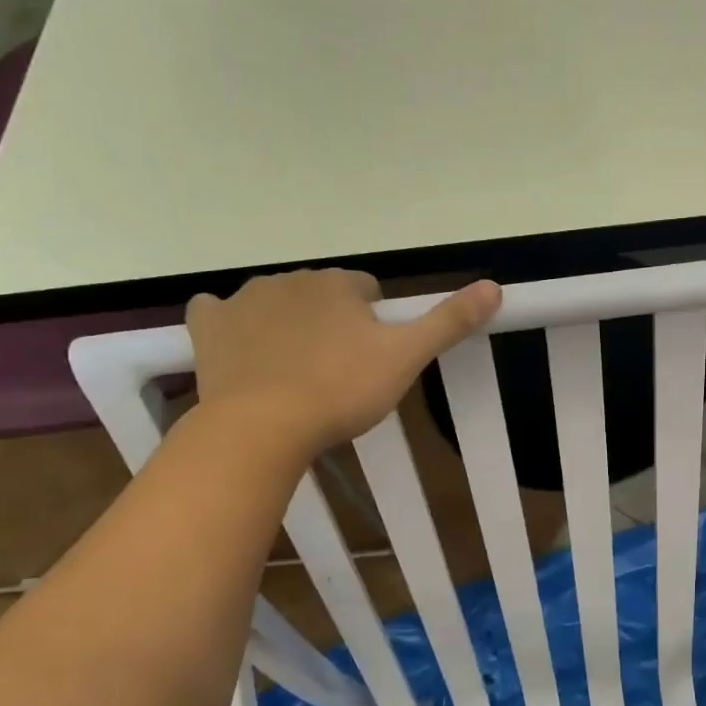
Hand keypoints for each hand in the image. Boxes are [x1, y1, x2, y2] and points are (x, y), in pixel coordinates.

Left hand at [185, 271, 500, 455]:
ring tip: (296, 374)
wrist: (262, 426)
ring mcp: (244, 300)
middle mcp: (291, 279)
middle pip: (322, 295)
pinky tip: (243, 351)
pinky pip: (220, 313)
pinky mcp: (209, 326)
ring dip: (289, 326)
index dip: (375, 323)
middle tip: (339, 373)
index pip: (366, 289)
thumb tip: (495, 286)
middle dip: (332, 323)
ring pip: (276, 303)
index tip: (373, 358)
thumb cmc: (341, 390)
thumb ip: (449, 321)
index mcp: (339, 284)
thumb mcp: (406, 358)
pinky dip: (232, 326)